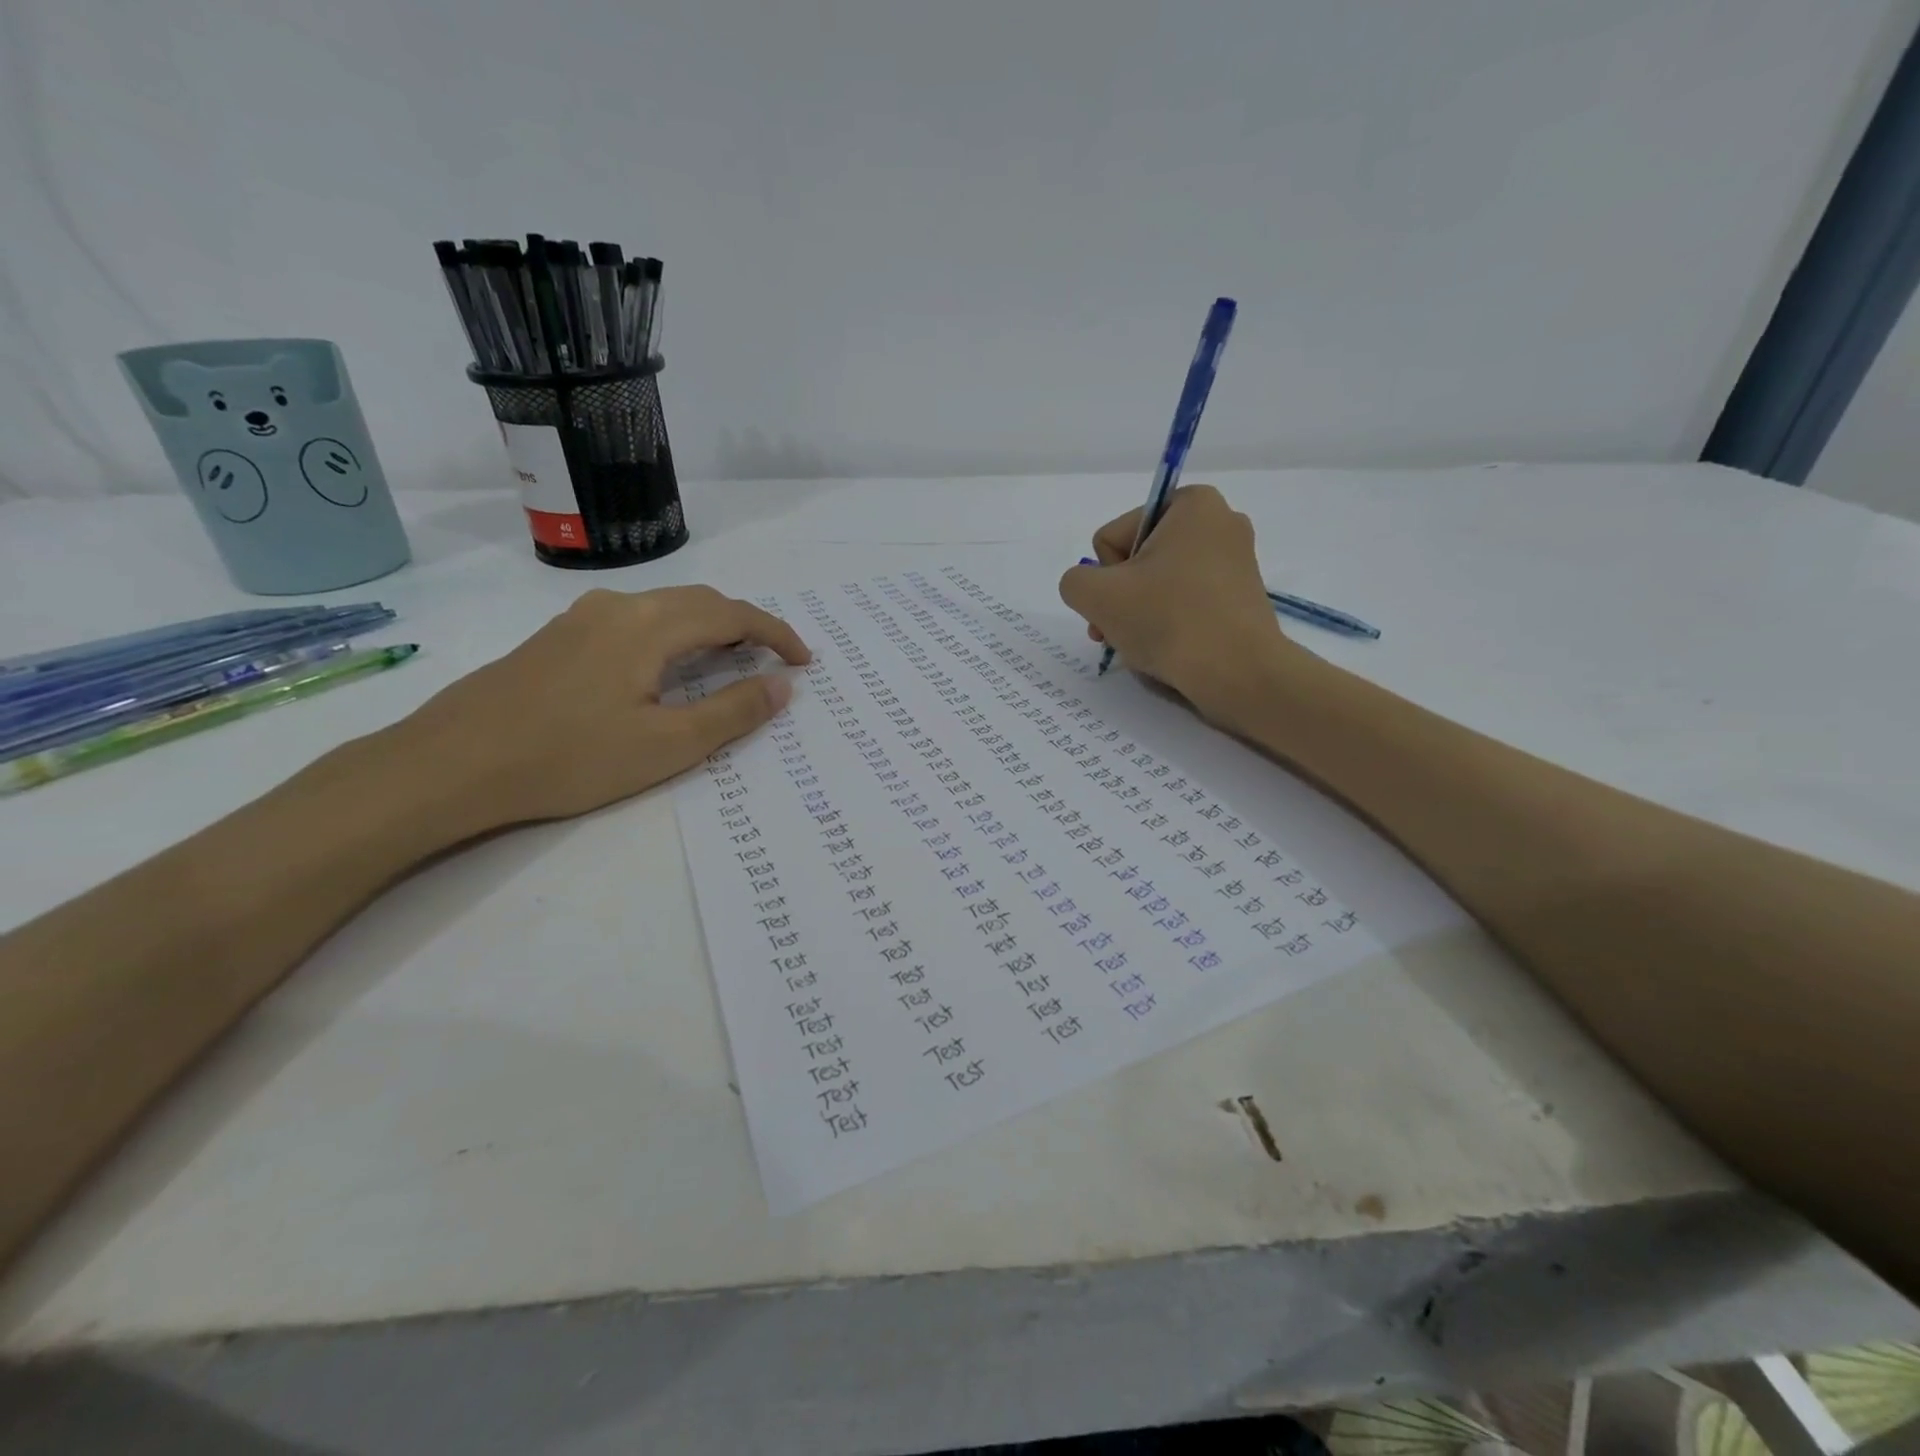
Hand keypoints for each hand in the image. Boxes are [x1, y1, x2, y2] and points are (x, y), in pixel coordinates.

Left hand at [391, 585, 809, 828]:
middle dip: (746, 625)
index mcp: (650, 625)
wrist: (450, 764)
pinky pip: (636, 621)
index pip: (732, 614)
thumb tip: (782, 685)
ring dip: (708, 628)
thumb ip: (732, 712)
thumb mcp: (667, 745)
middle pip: (700, 601)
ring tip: (729, 663)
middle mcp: (618, 606)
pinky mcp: (558, 637)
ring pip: (665, 608)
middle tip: (774, 661)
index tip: (805, 661)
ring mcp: (581, 618)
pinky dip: (672, 635)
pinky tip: (664, 669)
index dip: (776, 634)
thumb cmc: (569, 758)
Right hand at [1057, 484, 1294, 708]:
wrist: (1236, 673)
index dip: (1107, 575)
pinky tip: (1167, 649)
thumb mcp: (1095, 595)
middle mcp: (1221, 522)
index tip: (1119, 602)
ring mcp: (1235, 563)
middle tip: (1116, 632)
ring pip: (1159, 585)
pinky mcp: (1240, 599)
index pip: (1113, 537)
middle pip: (1137, 560)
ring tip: (1139, 645)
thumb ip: (1074, 581)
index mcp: (1193, 503)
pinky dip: (1168, 624)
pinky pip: (1186, 603)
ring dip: (1139, 614)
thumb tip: (1091, 589)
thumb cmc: (1167, 620)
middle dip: (1121, 597)